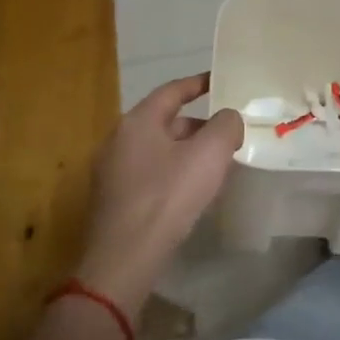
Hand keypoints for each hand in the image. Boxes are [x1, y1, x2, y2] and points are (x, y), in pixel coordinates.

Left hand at [77, 73, 243, 319]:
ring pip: (158, 149)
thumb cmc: (168, 196)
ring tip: (215, 165)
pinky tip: (191, 192)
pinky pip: (149, 174)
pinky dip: (173, 172)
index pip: (172, 91)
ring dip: (186, 151)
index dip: (198, 83)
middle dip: (198, 124)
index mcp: (138, 121)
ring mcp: (111, 171)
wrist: (125, 258)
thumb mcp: (210, 154)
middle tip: (227, 133)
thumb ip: (226, 125)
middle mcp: (118, 140)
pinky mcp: (113, 200)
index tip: (220, 81)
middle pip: (165, 121)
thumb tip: (228, 118)